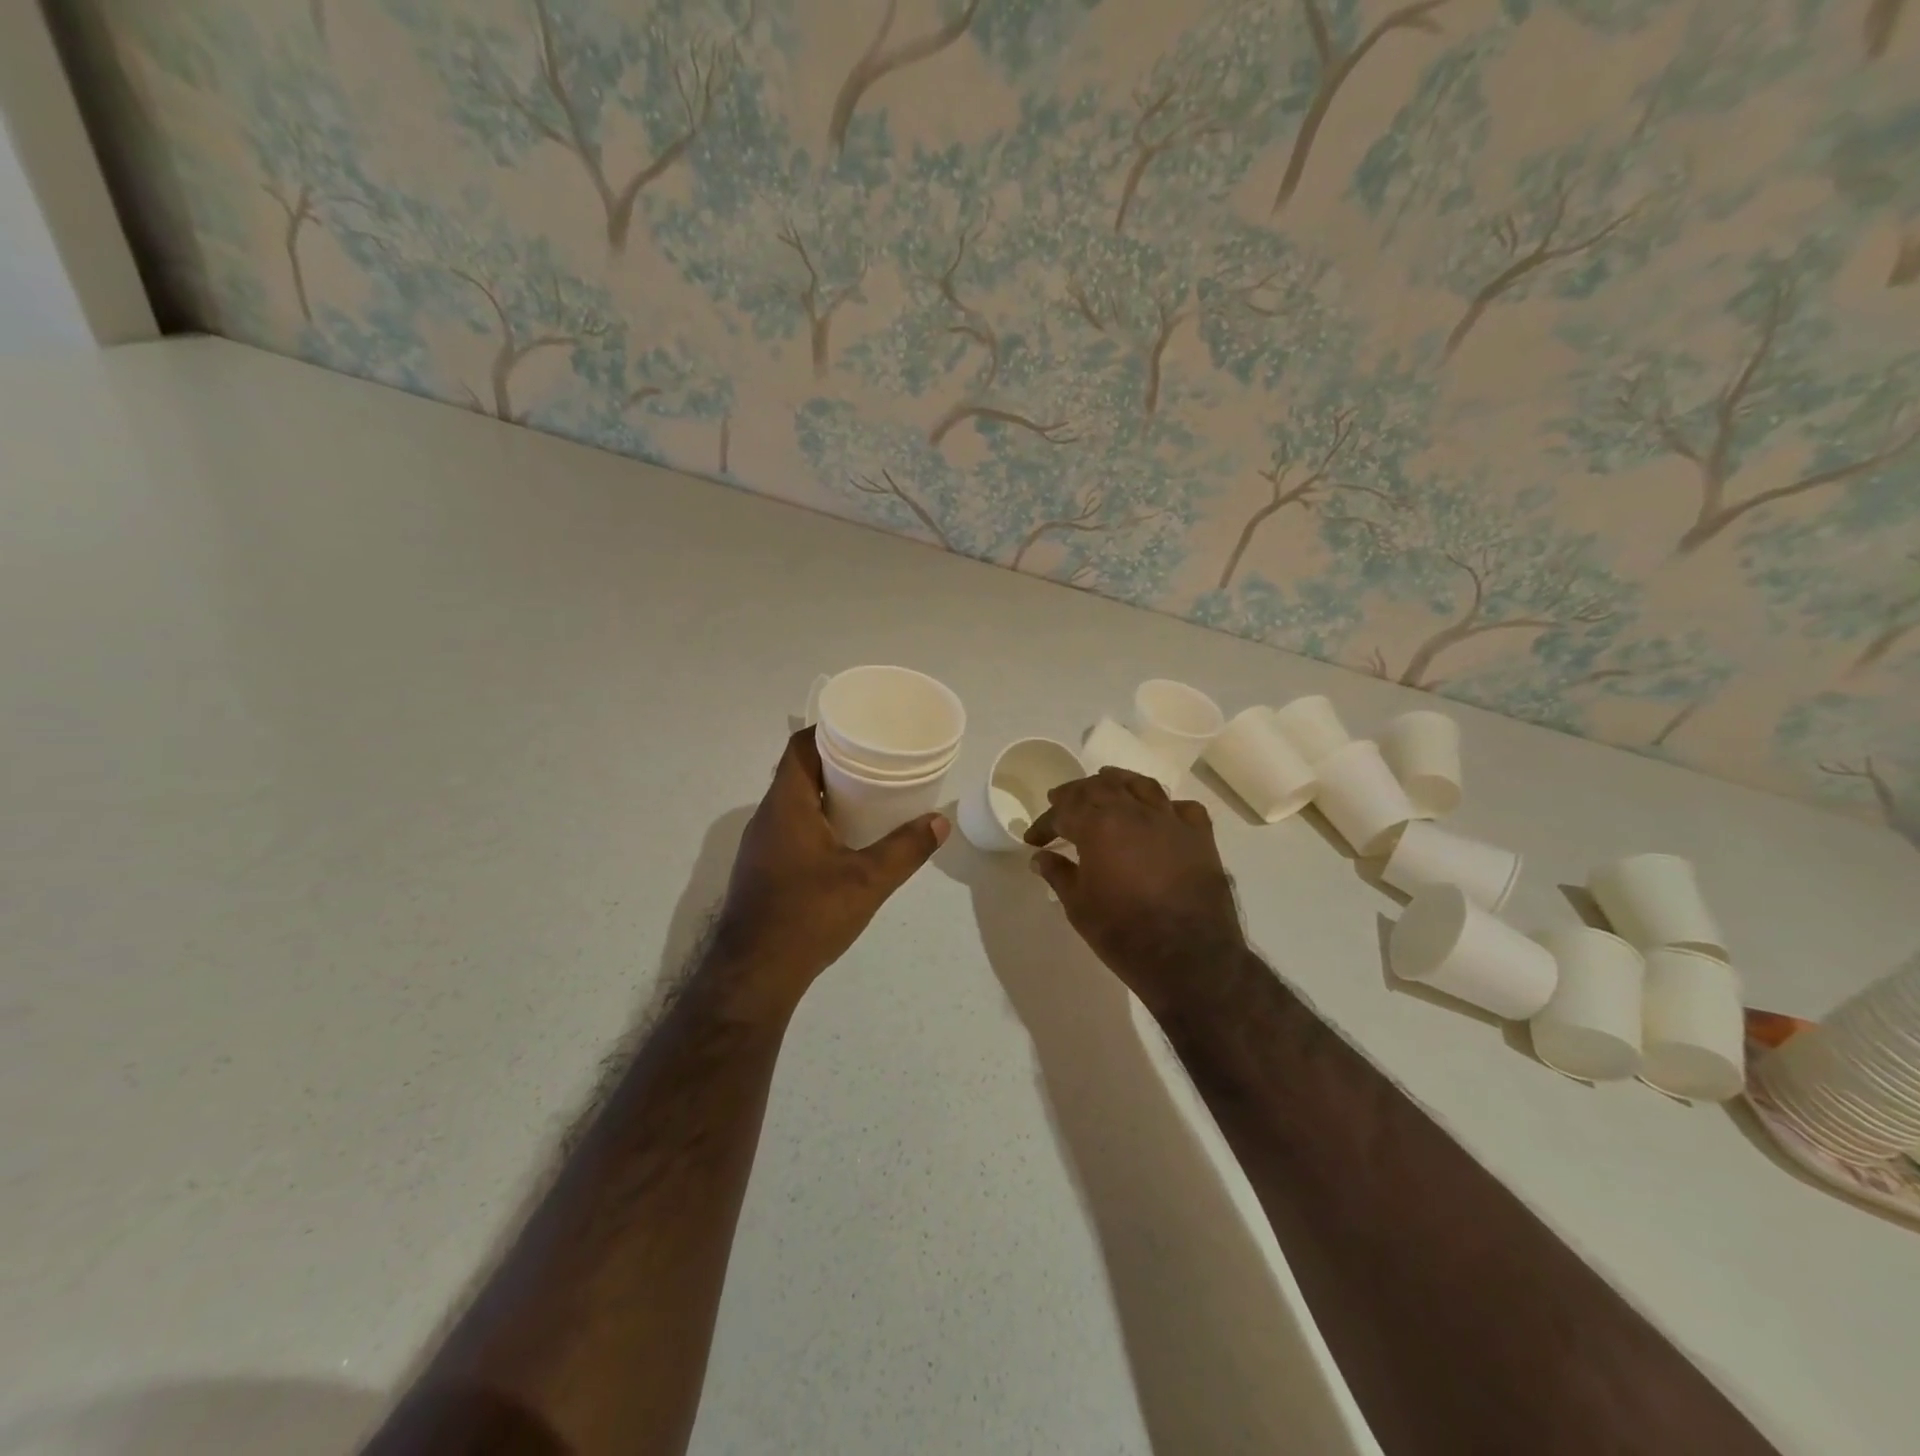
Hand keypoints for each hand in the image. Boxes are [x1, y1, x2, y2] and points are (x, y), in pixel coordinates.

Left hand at [713, 727, 948, 1002]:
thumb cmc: (808, 915)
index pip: (801, 748)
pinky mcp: (762, 869)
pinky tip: (844, 839)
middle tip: (877, 760)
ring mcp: (760, 845)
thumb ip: (905, 849)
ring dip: (827, 793)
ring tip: (868, 794)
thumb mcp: (867, 881)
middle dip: (836, 761)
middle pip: (799, 772)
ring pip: (795, 802)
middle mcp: (768, 817)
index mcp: (787, 805)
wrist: (754, 974)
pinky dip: (817, 820)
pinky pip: (791, 827)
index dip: (828, 730)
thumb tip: (939, 822)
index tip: (861, 727)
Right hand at [1024, 768, 1246, 1006]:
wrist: (1189, 957)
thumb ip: (1058, 874)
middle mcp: (1134, 812)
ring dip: (1118, 782)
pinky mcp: (1200, 837)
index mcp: (1099, 826)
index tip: (1033, 839)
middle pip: (1100, 787)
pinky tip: (1159, 814)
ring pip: (1141, 785)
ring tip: (1106, 783)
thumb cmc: (1123, 933)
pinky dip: (1166, 806)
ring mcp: (1171, 821)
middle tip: (1061, 801)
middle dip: (1076, 793)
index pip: (1064, 811)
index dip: (1045, 823)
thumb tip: (1040, 857)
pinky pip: (1182, 808)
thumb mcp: (1078, 907)